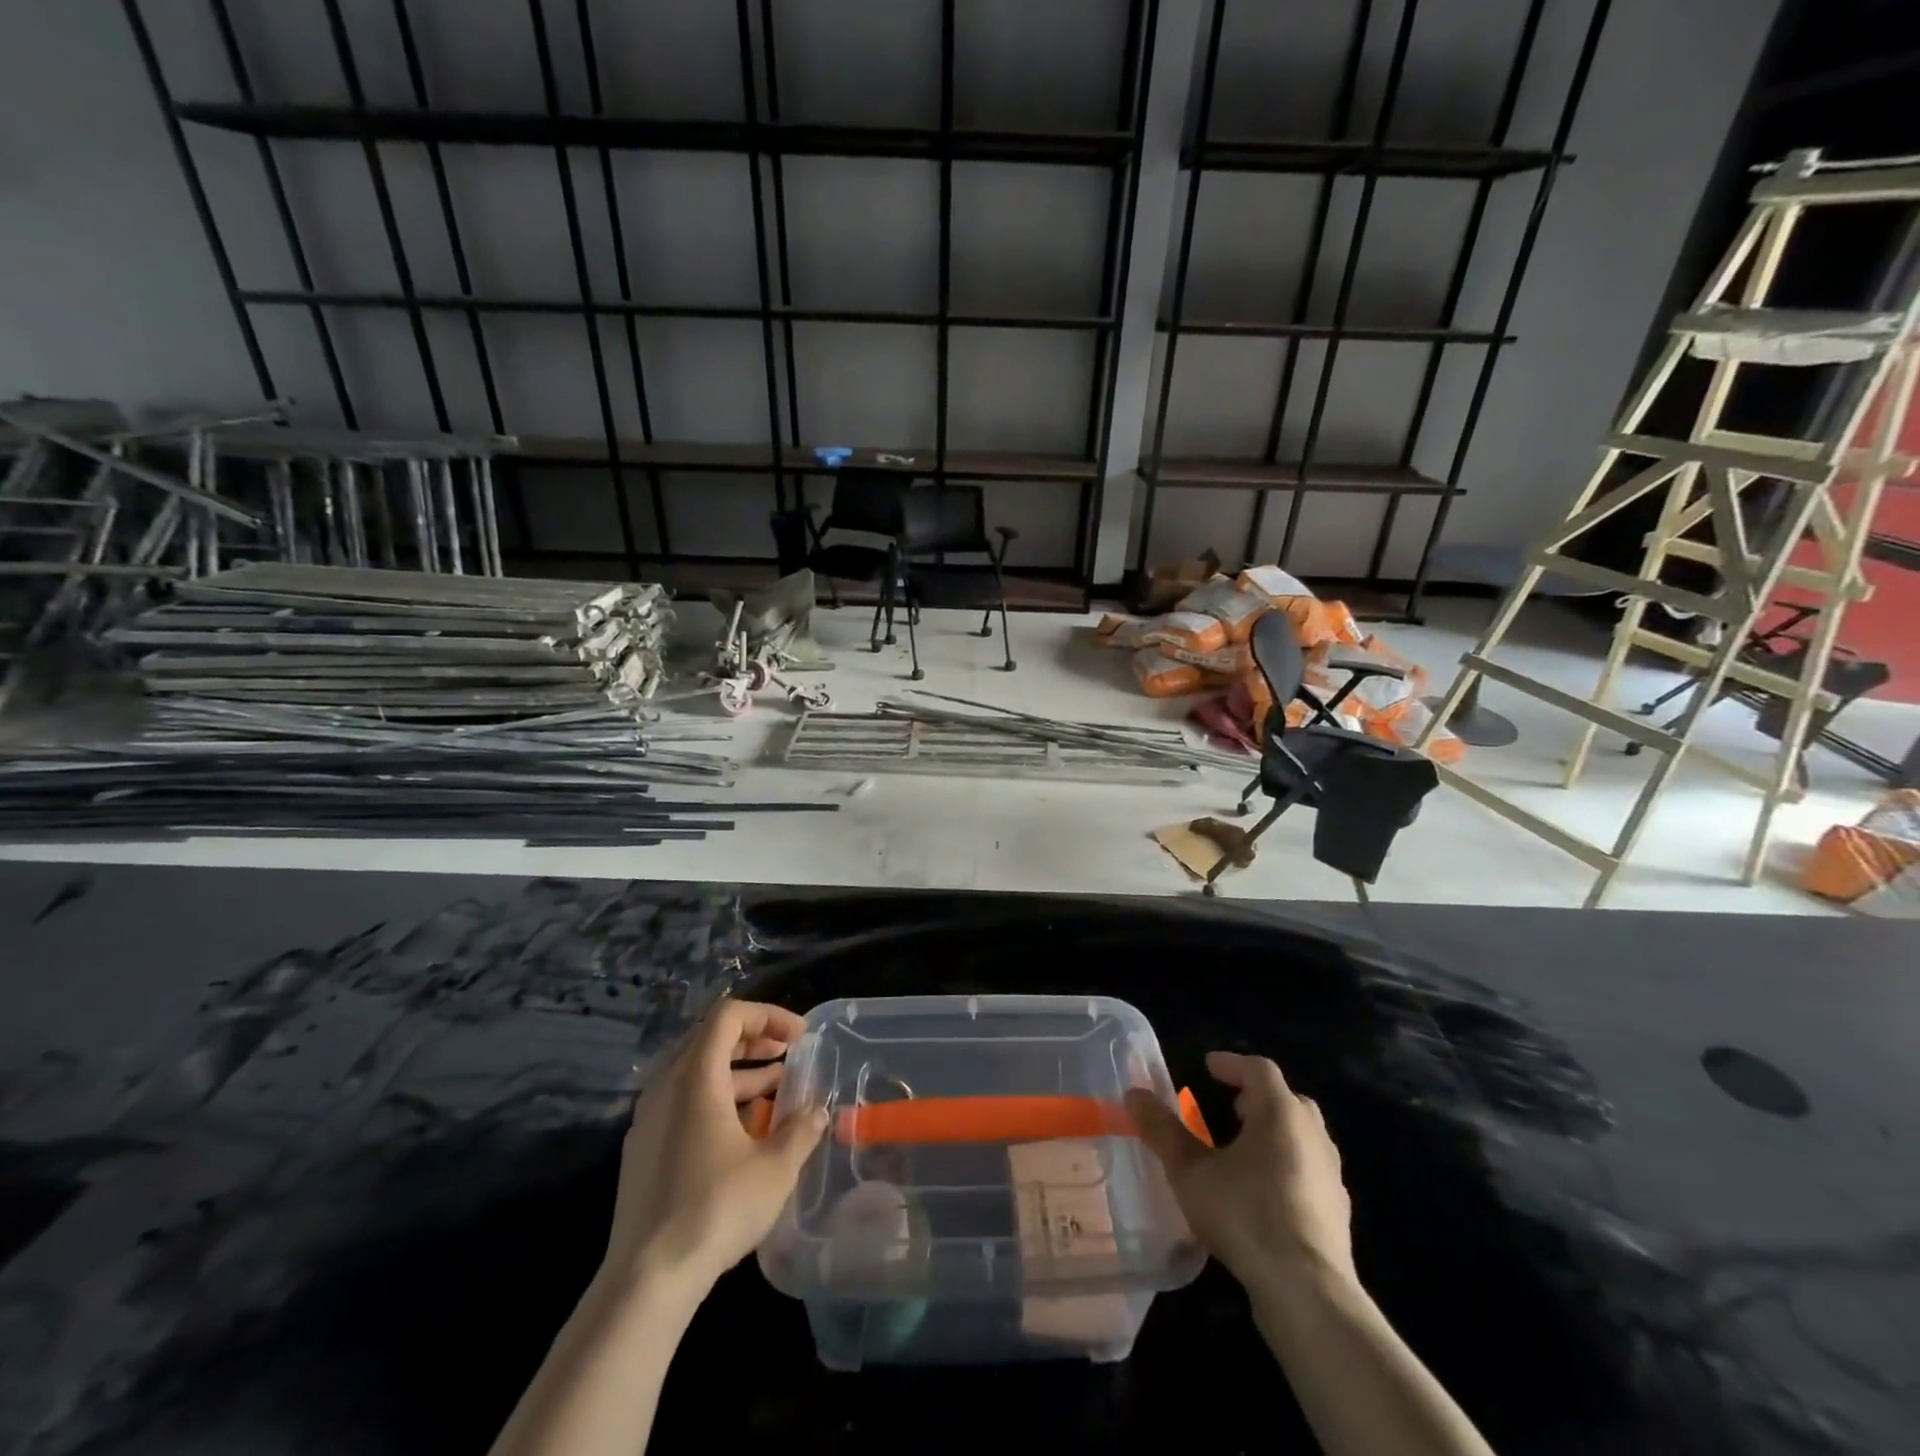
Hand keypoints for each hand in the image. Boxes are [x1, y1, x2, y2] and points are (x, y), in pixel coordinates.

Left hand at [602, 998, 827, 1298]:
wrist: (646, 1279)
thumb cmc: (716, 1209)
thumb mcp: (775, 1168)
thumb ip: (801, 1130)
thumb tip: (818, 1112)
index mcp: (695, 1077)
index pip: (729, 1015)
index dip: (768, 1015)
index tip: (799, 1037)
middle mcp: (666, 1086)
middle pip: (710, 1038)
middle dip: (754, 1040)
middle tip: (788, 1054)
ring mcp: (648, 1119)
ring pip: (696, 1072)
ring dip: (738, 1071)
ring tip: (776, 1090)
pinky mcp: (642, 1149)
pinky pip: (682, 1101)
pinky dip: (716, 1098)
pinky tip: (743, 1131)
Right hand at [1126, 1051, 1353, 1290]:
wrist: (1307, 1291)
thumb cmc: (1245, 1216)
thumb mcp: (1190, 1171)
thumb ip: (1162, 1130)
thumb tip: (1134, 1094)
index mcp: (1280, 1113)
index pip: (1259, 1069)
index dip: (1232, 1064)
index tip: (1208, 1066)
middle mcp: (1312, 1135)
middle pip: (1288, 1099)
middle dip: (1258, 1096)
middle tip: (1231, 1104)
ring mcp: (1330, 1174)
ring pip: (1304, 1135)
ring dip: (1275, 1131)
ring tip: (1244, 1148)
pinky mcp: (1338, 1211)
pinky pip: (1310, 1169)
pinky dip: (1288, 1164)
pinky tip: (1265, 1191)